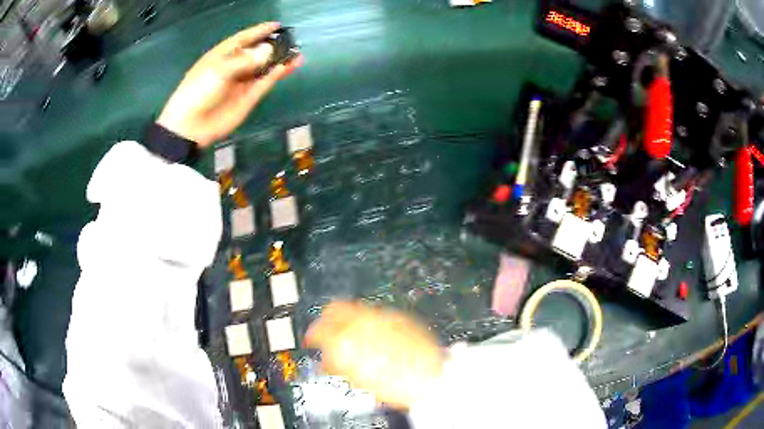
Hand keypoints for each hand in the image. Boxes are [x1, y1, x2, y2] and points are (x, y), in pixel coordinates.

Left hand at [157, 22, 301, 147]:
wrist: (190, 126)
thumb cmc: (199, 91)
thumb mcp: (219, 70)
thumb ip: (245, 60)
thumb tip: (268, 50)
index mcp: (222, 55)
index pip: (244, 39)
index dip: (260, 31)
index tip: (277, 25)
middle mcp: (234, 66)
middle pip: (257, 53)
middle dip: (273, 46)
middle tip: (291, 41)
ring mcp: (241, 83)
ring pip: (264, 69)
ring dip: (279, 62)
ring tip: (297, 55)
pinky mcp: (247, 98)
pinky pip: (264, 84)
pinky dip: (274, 76)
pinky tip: (285, 68)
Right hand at [305, 302, 443, 409]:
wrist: (432, 379)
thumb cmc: (398, 385)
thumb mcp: (360, 379)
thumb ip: (338, 364)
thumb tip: (326, 359)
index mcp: (354, 341)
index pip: (323, 327)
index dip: (314, 333)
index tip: (312, 338)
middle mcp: (368, 323)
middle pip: (338, 308)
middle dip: (327, 318)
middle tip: (324, 329)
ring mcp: (386, 319)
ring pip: (357, 309)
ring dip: (346, 319)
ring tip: (345, 332)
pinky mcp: (401, 319)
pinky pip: (377, 314)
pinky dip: (366, 321)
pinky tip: (369, 333)